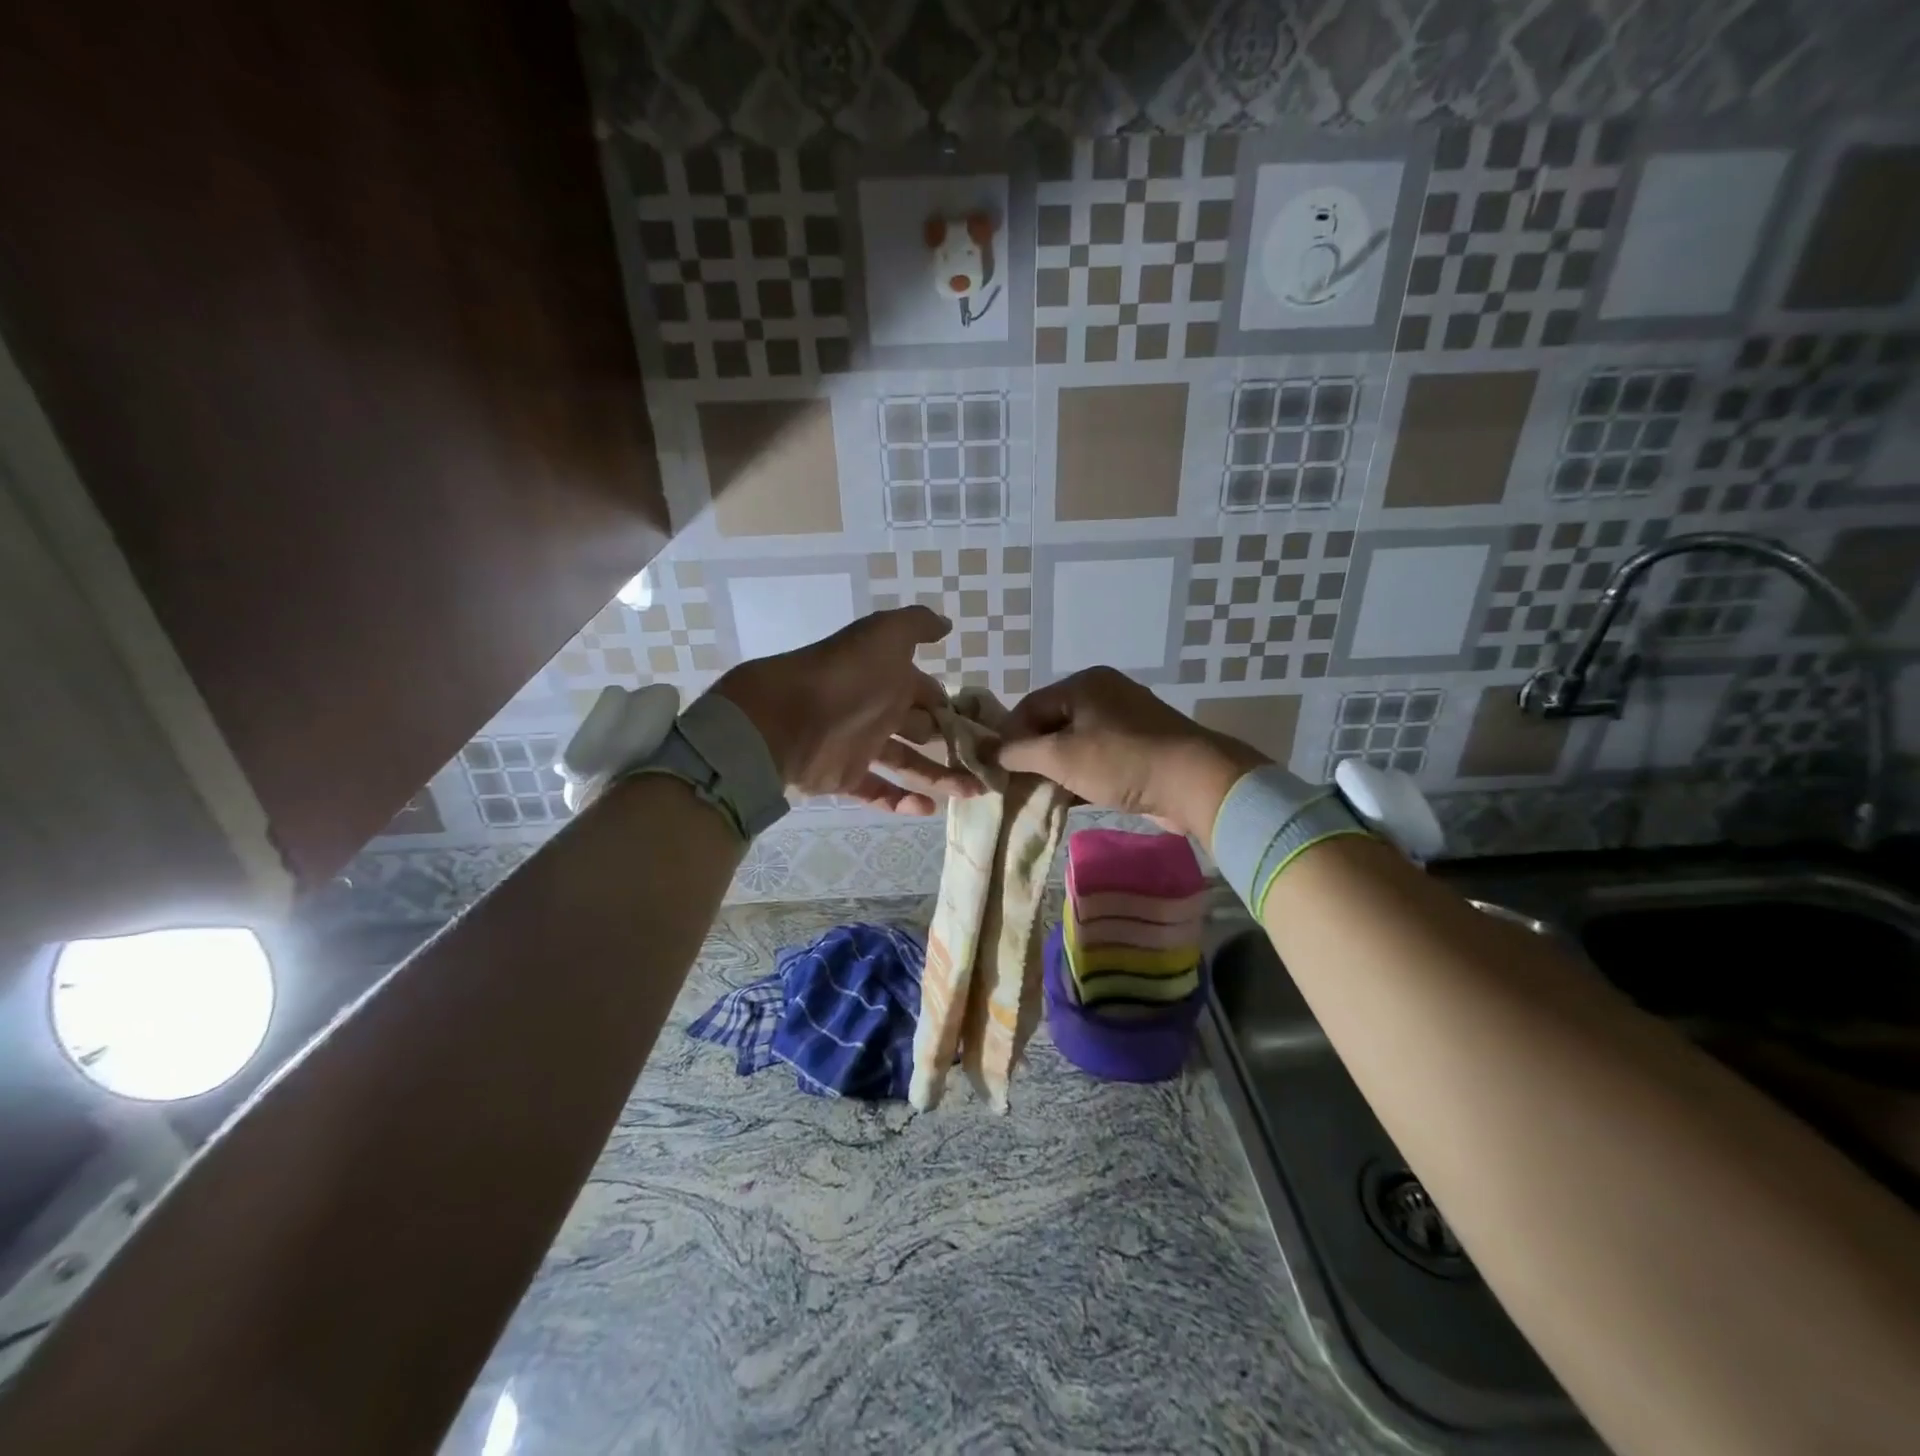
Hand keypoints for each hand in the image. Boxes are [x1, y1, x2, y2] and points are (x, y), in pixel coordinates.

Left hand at [712, 606, 980, 816]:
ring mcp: (862, 746)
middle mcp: (878, 710)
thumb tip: (946, 626)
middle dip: (954, 744)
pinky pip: (877, 791)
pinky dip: (900, 801)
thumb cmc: (845, 675)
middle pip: (924, 730)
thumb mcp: (884, 634)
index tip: (987, 726)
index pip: (930, 693)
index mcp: (890, 677)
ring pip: (909, 764)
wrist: (785, 717)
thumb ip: (916, 625)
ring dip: (940, 777)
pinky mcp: (845, 777)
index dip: (955, 708)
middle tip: (988, 762)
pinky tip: (928, 809)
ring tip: (975, 791)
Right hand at [997, 667, 1267, 844]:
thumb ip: (1019, 752)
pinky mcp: (1140, 748)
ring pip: (1075, 744)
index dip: (1008, 737)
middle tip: (1014, 784)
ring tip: (1037, 795)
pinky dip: (1079, 776)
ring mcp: (1125, 721)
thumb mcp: (1061, 757)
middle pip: (1052, 724)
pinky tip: (1066, 799)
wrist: (1194, 782)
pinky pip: (1097, 758)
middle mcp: (1104, 695)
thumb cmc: (1121, 761)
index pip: (1030, 706)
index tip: (995, 768)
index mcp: (1084, 684)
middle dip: (1031, 755)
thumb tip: (989, 753)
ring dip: (1055, 769)